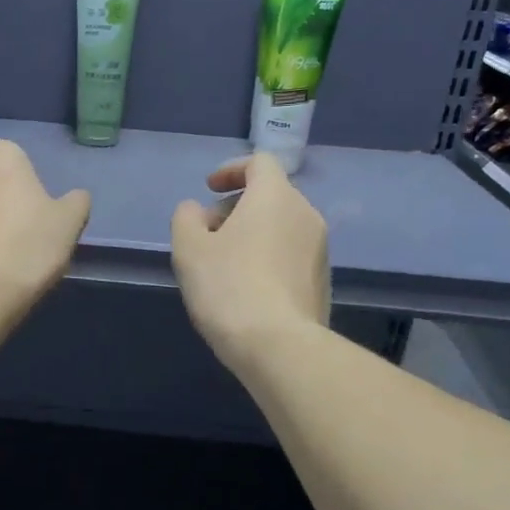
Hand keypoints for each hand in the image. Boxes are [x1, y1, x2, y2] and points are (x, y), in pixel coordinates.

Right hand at [171, 153, 329, 372]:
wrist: (279, 346)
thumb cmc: (229, 287)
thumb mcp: (189, 249)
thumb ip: (186, 218)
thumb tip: (197, 211)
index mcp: (275, 197)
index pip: (259, 163)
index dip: (231, 170)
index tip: (209, 189)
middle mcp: (306, 214)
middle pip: (270, 195)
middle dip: (236, 207)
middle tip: (207, 234)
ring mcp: (320, 250)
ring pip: (281, 227)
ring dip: (252, 234)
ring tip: (223, 265)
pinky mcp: (322, 281)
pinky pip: (291, 255)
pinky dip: (268, 258)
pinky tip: (246, 289)